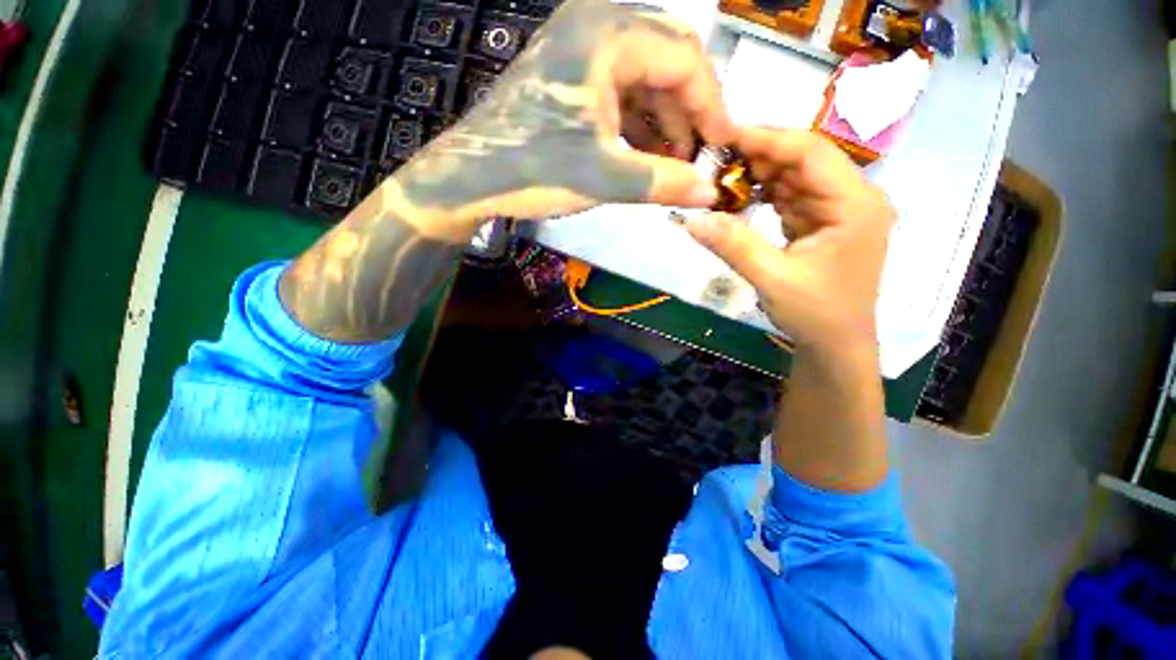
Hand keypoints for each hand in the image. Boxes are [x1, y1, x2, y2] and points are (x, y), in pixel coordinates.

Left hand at [280, 0, 733, 342]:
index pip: (685, 57)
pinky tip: (644, 155)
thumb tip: (710, 192)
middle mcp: (596, 26)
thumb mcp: (605, 177)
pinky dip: (637, 124)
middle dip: (687, 115)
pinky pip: (618, 93)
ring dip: (663, 123)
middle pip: (665, 64)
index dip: (711, 104)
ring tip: (673, 165)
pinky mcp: (568, 76)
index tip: (721, 146)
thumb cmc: (536, 171)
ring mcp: (578, 50)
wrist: (471, 178)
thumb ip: (663, 181)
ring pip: (643, 80)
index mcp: (608, 34)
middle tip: (696, 160)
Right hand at [685, 128, 894, 351]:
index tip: (725, 135)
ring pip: (794, 177)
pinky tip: (738, 198)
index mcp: (855, 204)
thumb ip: (733, 245)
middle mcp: (853, 198)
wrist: (836, 346)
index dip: (767, 138)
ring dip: (758, 176)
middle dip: (759, 156)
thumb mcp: (772, 280)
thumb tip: (691, 219)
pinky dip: (763, 196)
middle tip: (714, 159)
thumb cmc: (815, 315)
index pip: (811, 152)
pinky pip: (790, 198)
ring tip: (719, 176)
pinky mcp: (822, 223)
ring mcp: (837, 210)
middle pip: (803, 160)